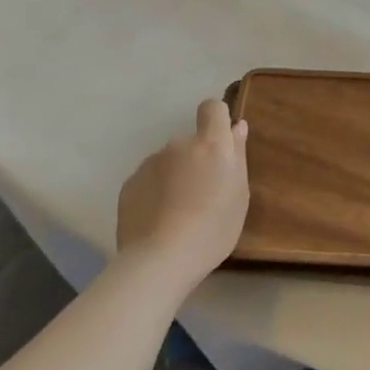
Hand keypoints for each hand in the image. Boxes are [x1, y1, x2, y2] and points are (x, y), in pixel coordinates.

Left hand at [116, 99, 250, 293]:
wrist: (160, 260)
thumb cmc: (213, 229)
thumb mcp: (240, 195)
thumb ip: (238, 155)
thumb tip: (238, 126)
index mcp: (210, 144)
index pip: (212, 108)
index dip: (217, 120)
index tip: (221, 143)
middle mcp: (178, 145)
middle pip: (190, 142)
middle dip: (196, 159)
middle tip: (203, 194)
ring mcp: (150, 163)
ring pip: (168, 162)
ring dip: (175, 176)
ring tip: (178, 212)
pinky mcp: (129, 184)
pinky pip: (148, 180)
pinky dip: (154, 192)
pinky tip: (158, 220)